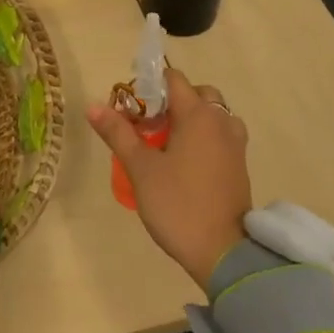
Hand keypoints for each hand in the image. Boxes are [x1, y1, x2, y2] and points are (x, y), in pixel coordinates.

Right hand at [87, 68, 251, 290]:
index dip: (150, 84)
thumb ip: (118, 133)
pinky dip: (203, 136)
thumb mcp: (141, 169)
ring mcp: (235, 144)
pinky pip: (220, 135)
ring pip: (212, 114)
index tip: (130, 104)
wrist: (224, 253)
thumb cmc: (178, 204)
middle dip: (172, 100)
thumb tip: (93, 105)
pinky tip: (184, 160)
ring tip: (165, 141)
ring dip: (190, 118)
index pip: (174, 79)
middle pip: (198, 93)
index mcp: (198, 115)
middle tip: (148, 123)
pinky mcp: (240, 165)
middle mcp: (221, 122)